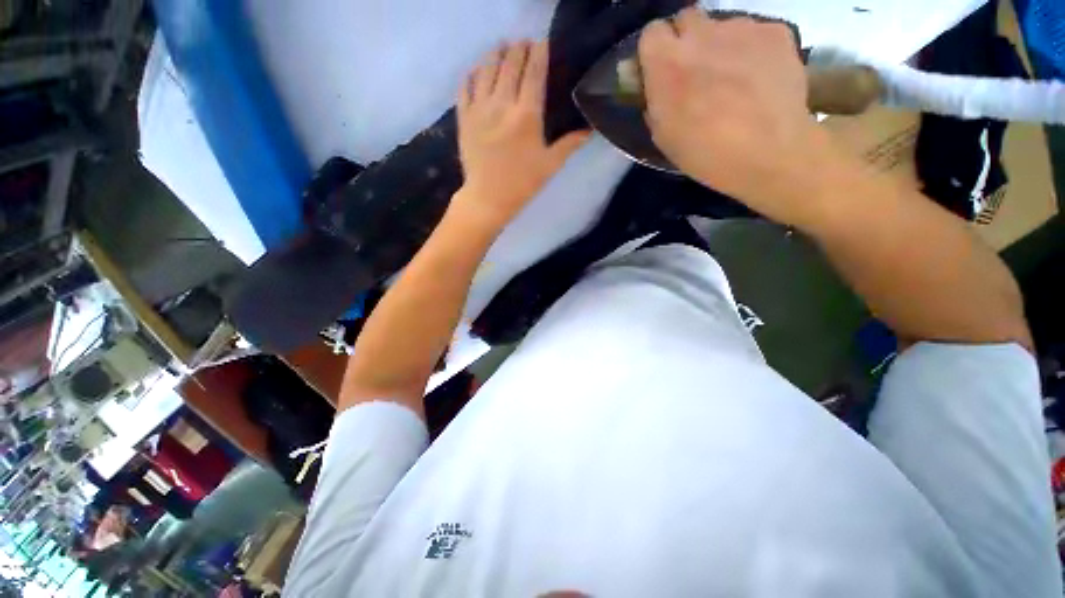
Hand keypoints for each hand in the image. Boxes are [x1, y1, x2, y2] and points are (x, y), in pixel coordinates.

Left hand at [455, 40, 588, 229]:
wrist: (488, 198)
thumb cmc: (522, 184)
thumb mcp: (550, 165)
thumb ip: (570, 144)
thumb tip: (590, 130)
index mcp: (527, 115)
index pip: (534, 71)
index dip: (539, 52)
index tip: (542, 42)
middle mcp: (502, 104)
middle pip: (510, 63)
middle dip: (518, 48)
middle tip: (523, 43)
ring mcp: (479, 108)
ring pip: (487, 68)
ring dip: (496, 53)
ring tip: (502, 47)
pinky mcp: (464, 117)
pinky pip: (465, 86)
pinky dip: (472, 73)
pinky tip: (478, 69)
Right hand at [639, 9, 841, 226]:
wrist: (769, 153)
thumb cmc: (705, 153)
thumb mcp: (663, 135)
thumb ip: (655, 100)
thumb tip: (657, 86)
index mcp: (667, 63)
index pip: (651, 33)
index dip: (656, 52)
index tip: (661, 71)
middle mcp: (701, 34)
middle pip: (687, 18)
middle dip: (687, 41)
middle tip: (696, 71)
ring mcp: (742, 27)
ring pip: (723, 26)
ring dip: (721, 46)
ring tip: (734, 79)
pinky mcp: (775, 31)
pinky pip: (755, 33)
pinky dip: (752, 50)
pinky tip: (759, 78)